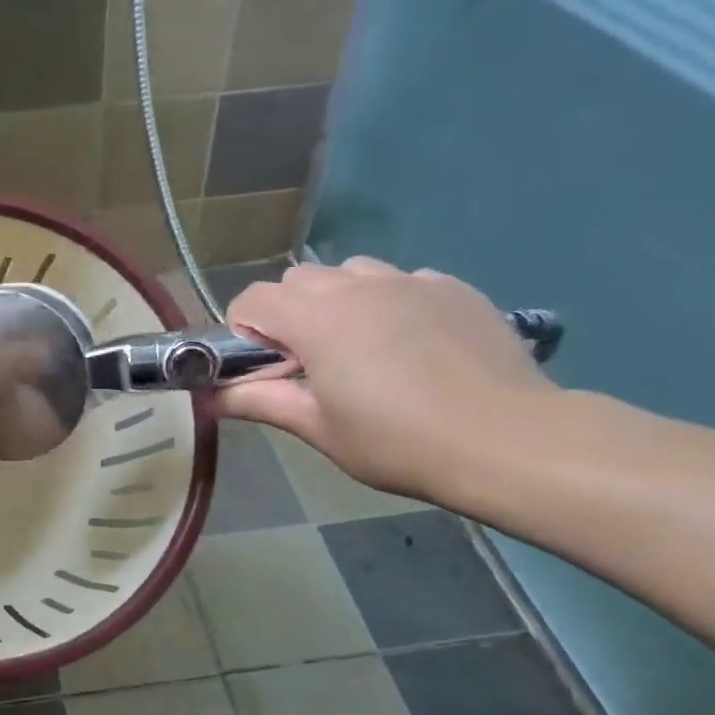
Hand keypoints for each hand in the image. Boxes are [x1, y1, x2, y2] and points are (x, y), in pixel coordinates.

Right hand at [218, 259, 557, 500]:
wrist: (507, 440)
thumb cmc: (397, 441)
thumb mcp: (317, 428)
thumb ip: (258, 402)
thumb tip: (207, 397)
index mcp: (316, 319)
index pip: (253, 298)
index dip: (244, 329)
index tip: (263, 367)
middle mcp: (358, 286)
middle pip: (299, 280)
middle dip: (289, 313)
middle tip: (309, 362)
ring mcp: (410, 281)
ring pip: (351, 273)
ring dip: (338, 301)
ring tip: (361, 347)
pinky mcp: (452, 288)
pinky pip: (402, 281)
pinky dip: (389, 303)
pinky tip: (412, 345)